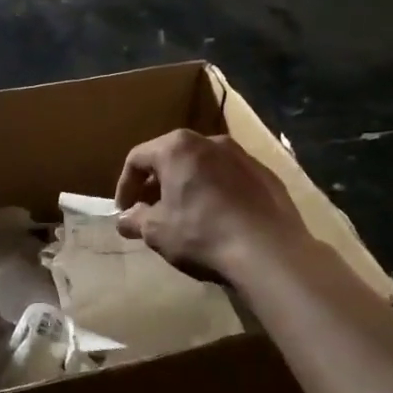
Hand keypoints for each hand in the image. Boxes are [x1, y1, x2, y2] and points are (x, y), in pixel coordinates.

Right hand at [114, 129, 307, 280]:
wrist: (269, 252)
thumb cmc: (202, 234)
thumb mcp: (157, 232)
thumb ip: (135, 220)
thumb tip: (124, 219)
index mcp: (177, 147)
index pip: (137, 159)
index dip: (125, 186)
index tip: (124, 211)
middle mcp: (209, 141)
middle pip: (172, 157)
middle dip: (157, 184)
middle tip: (150, 211)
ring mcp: (242, 156)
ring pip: (203, 166)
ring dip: (188, 186)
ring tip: (184, 215)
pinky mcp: (266, 175)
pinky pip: (230, 179)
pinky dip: (217, 192)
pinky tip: (219, 219)